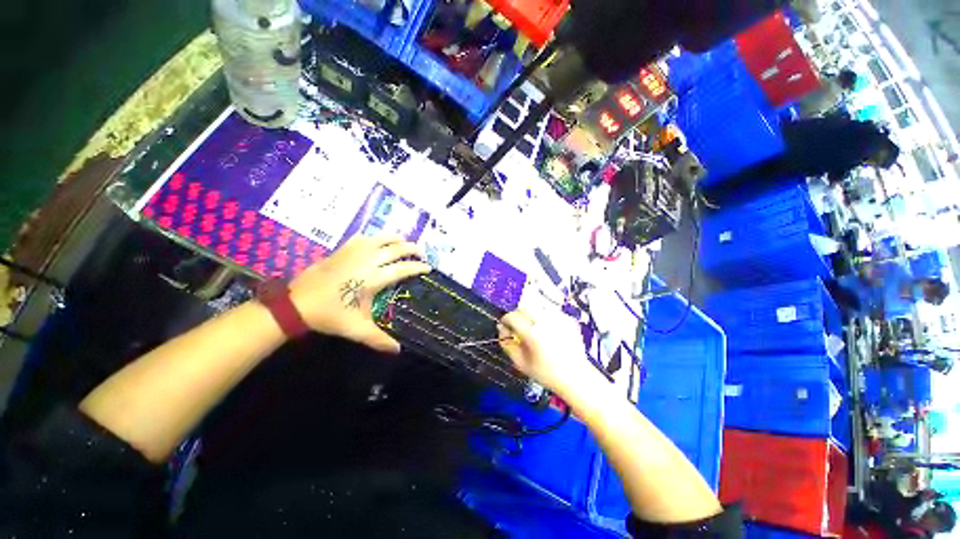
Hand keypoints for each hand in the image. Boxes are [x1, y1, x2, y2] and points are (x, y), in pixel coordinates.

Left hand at [289, 235, 430, 353]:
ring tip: (404, 240)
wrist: (296, 304)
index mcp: (372, 279)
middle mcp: (366, 262)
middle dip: (410, 249)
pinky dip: (373, 238)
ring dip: (394, 239)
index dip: (417, 267)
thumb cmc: (329, 315)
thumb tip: (398, 351)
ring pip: (379, 240)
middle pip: (394, 249)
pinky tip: (376, 240)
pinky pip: (361, 239)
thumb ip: (378, 339)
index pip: (402, 269)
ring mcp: (352, 254)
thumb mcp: (356, 329)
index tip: (428, 267)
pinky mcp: (340, 251)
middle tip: (420, 252)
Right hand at [498, 311, 595, 397]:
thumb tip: (501, 330)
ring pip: (538, 306)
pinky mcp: (568, 318)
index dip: (505, 320)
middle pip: (524, 306)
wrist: (576, 377)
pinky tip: (548, 329)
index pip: (512, 316)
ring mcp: (558, 318)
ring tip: (534, 326)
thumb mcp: (521, 363)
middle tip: (518, 325)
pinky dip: (546, 317)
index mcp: (532, 333)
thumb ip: (507, 345)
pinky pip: (551, 311)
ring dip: (531, 313)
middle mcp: (545, 321)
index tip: (505, 326)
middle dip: (517, 314)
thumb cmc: (546, 373)